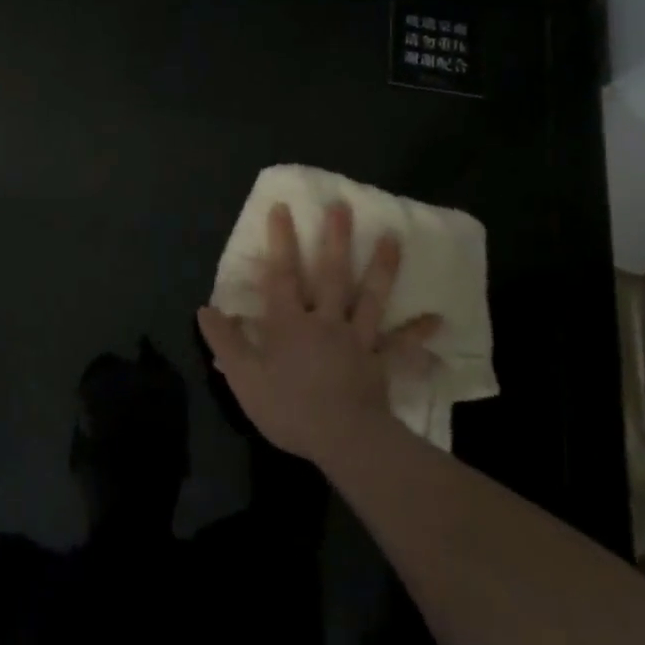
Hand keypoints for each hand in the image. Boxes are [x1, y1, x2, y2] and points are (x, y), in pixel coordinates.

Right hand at [197, 201, 438, 466]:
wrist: (342, 439)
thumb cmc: (288, 407)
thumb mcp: (244, 377)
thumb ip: (226, 341)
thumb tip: (205, 309)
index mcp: (289, 324)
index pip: (282, 276)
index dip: (280, 242)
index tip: (283, 208)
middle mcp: (324, 322)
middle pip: (331, 275)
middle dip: (335, 239)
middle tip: (343, 206)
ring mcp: (357, 340)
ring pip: (369, 298)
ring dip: (381, 267)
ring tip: (393, 238)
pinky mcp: (379, 364)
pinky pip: (400, 347)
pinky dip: (418, 334)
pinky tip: (439, 321)